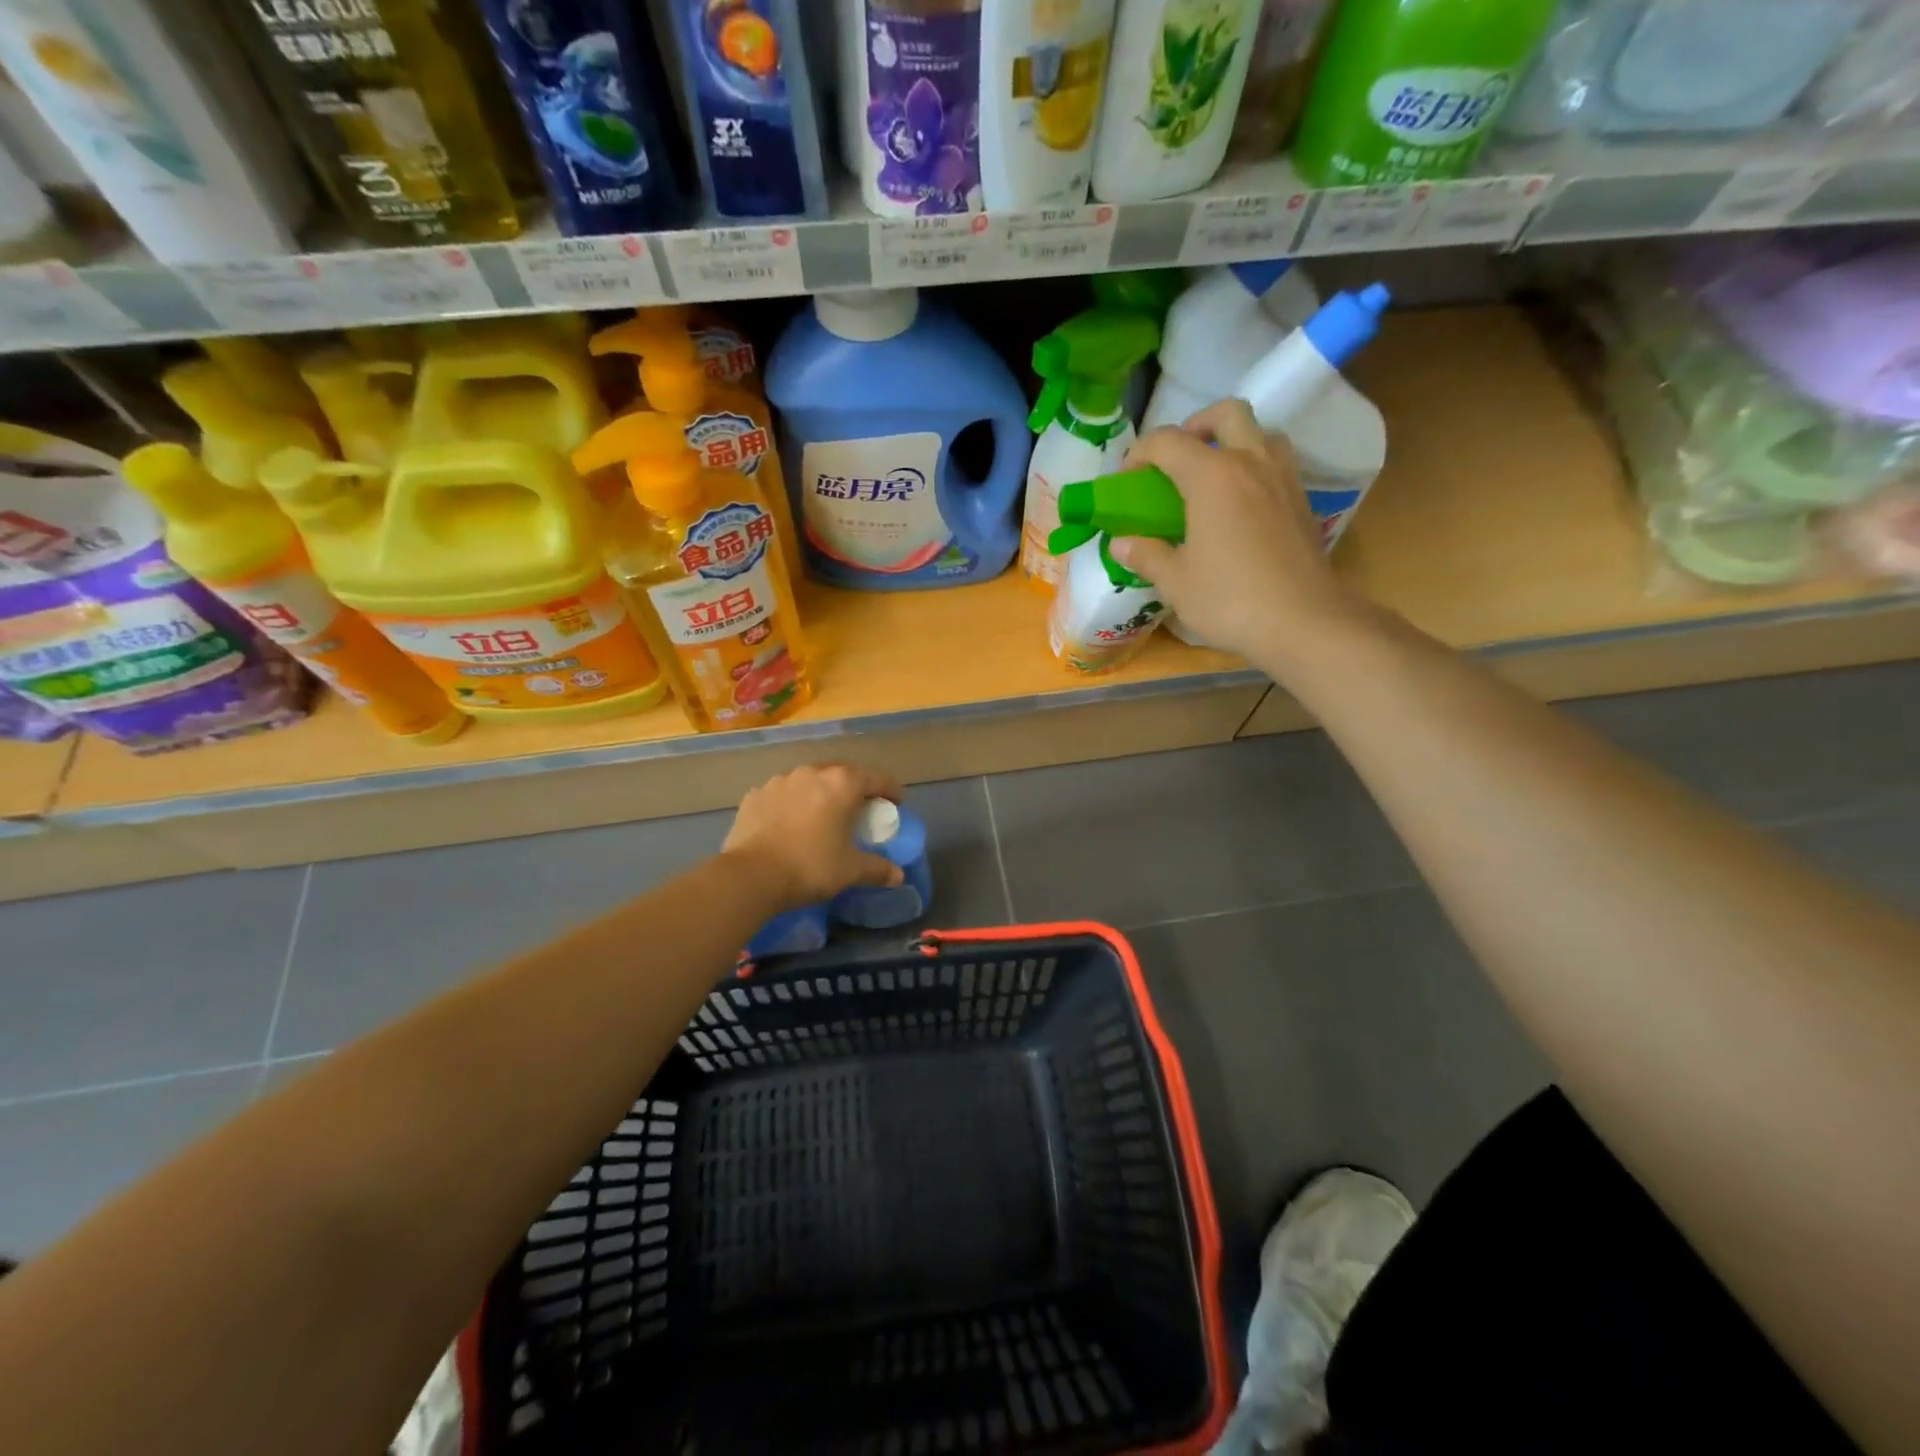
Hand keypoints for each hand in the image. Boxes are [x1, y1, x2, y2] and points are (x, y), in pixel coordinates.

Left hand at [721, 763, 905, 909]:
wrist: (750, 876)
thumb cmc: (810, 867)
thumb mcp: (850, 871)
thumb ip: (877, 869)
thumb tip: (899, 875)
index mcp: (842, 784)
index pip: (877, 778)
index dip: (891, 790)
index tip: (897, 803)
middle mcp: (812, 773)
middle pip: (843, 773)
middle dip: (855, 788)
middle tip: (860, 808)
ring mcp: (780, 781)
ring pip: (810, 780)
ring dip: (821, 792)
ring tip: (823, 814)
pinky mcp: (755, 795)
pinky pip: (783, 793)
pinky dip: (793, 803)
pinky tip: (790, 822)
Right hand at [1113, 400, 1362, 664]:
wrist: (1303, 621)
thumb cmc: (1230, 599)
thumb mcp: (1176, 582)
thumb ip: (1147, 555)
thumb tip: (1122, 543)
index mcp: (1212, 475)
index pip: (1168, 441)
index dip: (1139, 454)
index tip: (1127, 481)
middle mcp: (1251, 462)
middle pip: (1226, 413)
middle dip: (1196, 425)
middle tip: (1178, 459)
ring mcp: (1283, 479)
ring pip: (1260, 432)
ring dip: (1233, 441)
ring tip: (1212, 476)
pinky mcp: (1302, 501)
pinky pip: (1276, 463)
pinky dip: (1254, 468)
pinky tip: (1240, 506)